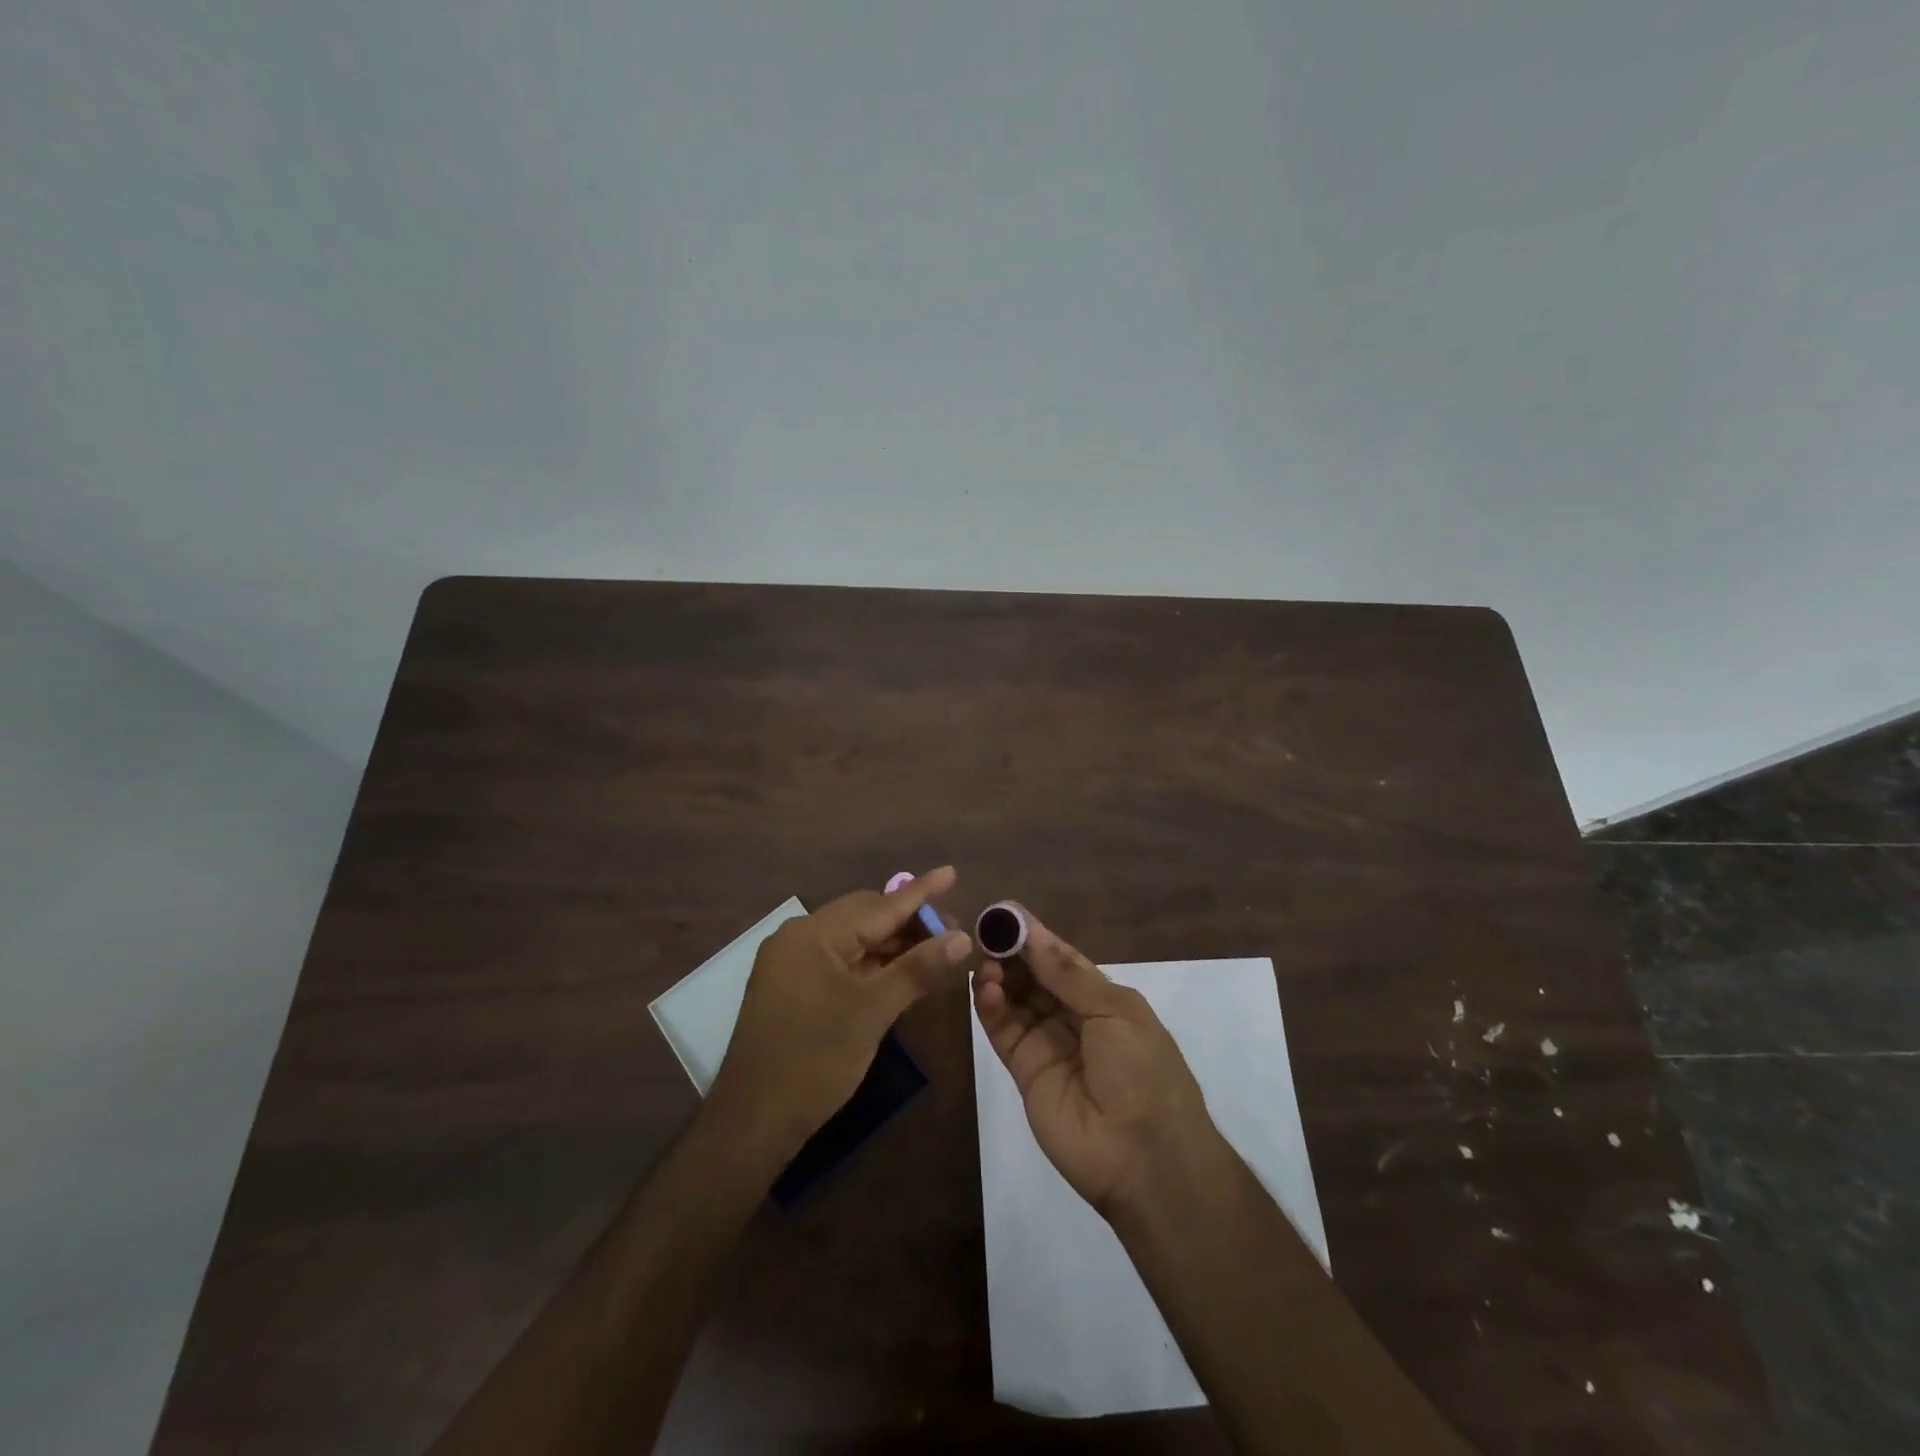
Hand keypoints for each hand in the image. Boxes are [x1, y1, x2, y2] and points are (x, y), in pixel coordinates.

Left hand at [708, 867, 972, 1158]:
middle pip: (864, 917)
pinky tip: (898, 970)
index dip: (920, 892)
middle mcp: (798, 937)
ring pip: (853, 940)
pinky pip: (839, 961)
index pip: (879, 905)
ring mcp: (791, 963)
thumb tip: (962, 937)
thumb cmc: (815, 1059)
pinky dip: (870, 964)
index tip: (951, 872)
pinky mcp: (791, 987)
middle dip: (909, 921)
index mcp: (813, 934)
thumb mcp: (873, 1011)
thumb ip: (918, 969)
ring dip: (891, 944)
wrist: (752, 1120)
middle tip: (951, 930)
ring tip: (934, 949)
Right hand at [972, 907, 1216, 1218]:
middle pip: (1034, 977)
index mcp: (1104, 999)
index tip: (1004, 913)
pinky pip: (1004, 1032)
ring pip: (1015, 1001)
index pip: (1061, 959)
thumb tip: (1031, 932)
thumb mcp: (1115, 1011)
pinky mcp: (1025, 1072)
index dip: (1034, 936)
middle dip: (1012, 953)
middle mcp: (1073, 1018)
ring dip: (999, 978)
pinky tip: (984, 988)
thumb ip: (1068, 974)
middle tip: (985, 932)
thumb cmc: (1142, 1072)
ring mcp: (1048, 1045)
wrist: (1144, 1158)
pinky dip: (991, 1008)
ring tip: (984, 962)